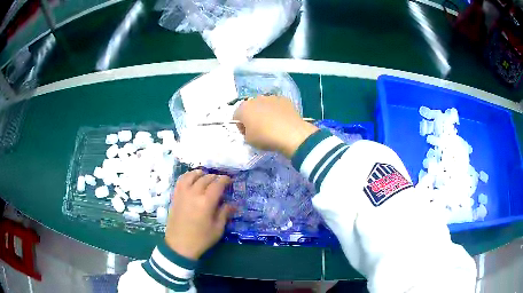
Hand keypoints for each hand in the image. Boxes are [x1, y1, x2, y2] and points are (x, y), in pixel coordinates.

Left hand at [165, 170, 233, 259]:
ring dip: (200, 174)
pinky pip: (180, 181)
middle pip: (205, 179)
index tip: (229, 180)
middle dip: (215, 177)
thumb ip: (224, 213)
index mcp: (206, 202)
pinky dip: (187, 176)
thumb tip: (233, 204)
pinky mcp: (175, 197)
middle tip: (220, 181)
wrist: (179, 245)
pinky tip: (191, 178)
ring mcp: (182, 194)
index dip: (225, 180)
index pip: (217, 184)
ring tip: (205, 175)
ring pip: (191, 176)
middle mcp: (194, 194)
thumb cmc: (201, 239)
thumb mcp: (217, 229)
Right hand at [233, 96, 317, 157]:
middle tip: (258, 129)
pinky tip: (282, 121)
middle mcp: (255, 99)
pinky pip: (276, 105)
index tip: (247, 134)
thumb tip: (250, 129)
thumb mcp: (249, 141)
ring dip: (264, 112)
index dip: (241, 126)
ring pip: (263, 105)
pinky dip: (277, 111)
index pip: (236, 116)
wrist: (291, 134)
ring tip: (272, 125)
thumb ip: (245, 133)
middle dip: (252, 117)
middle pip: (250, 108)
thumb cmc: (265, 138)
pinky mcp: (284, 99)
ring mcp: (271, 97)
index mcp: (243, 108)